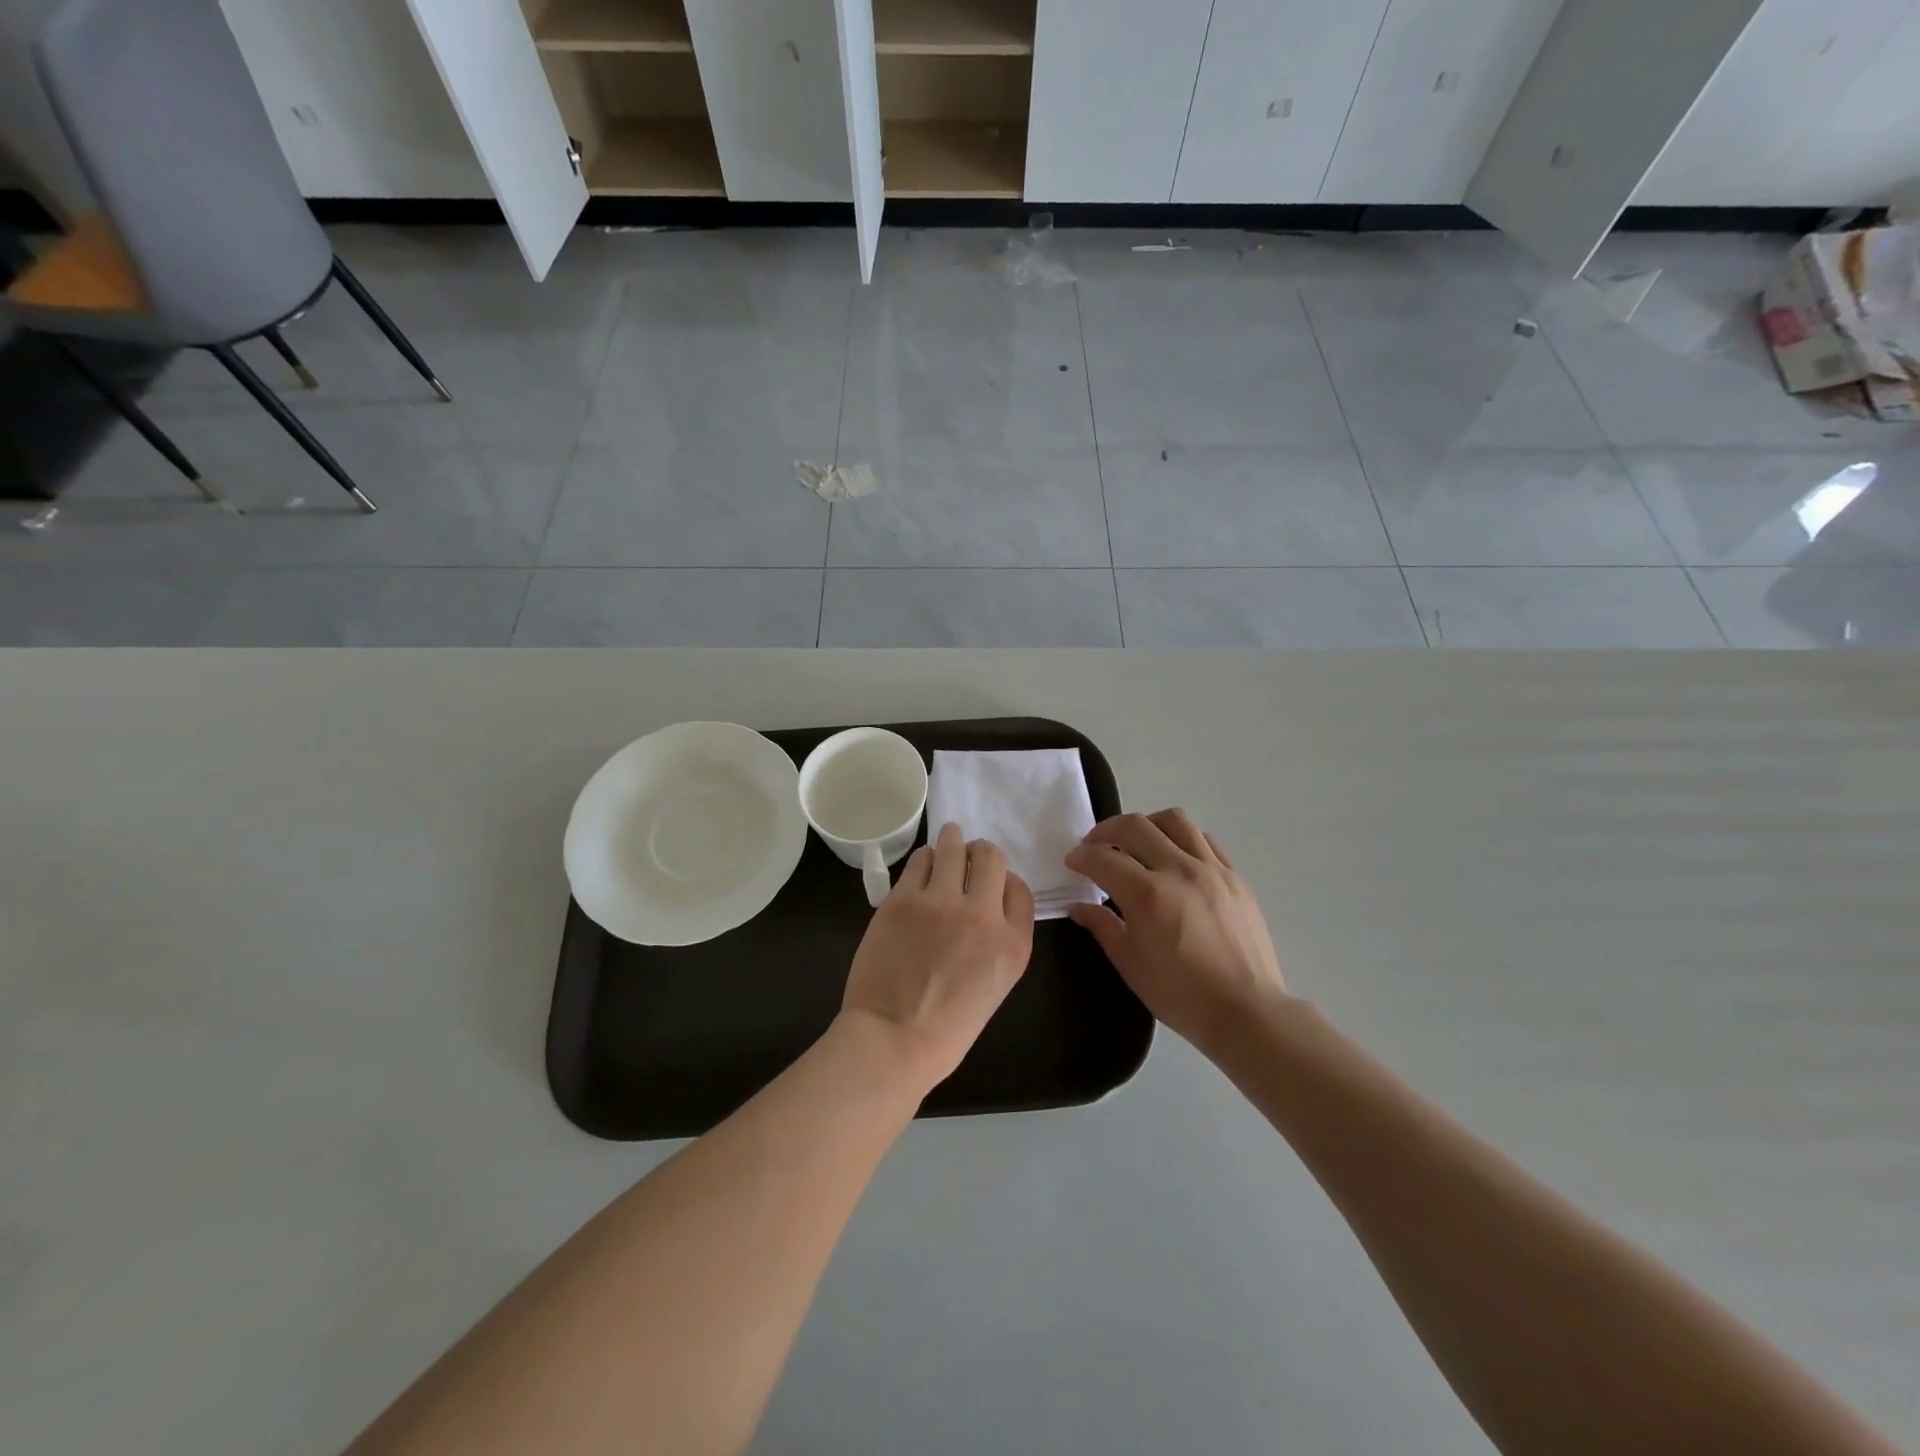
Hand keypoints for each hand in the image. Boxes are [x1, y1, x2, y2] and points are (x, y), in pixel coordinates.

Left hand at [842, 823, 1035, 1092]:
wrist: (894, 1040)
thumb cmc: (947, 1028)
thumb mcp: (996, 985)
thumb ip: (999, 942)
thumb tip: (983, 908)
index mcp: (1013, 944)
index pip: (1020, 889)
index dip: (1006, 880)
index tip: (992, 882)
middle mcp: (983, 915)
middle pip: (992, 858)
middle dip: (982, 852)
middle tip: (970, 853)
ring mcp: (942, 903)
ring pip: (954, 848)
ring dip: (953, 841)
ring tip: (949, 837)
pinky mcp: (904, 899)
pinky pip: (919, 860)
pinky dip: (924, 858)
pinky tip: (922, 863)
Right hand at [1065, 809, 1287, 1058]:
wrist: (1246, 1012)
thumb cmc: (1181, 995)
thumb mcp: (1130, 964)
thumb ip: (1102, 926)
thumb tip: (1079, 907)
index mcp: (1147, 895)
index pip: (1103, 858)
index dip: (1081, 857)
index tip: (1072, 862)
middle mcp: (1179, 870)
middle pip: (1135, 826)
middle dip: (1106, 831)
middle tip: (1095, 847)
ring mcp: (1211, 870)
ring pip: (1174, 820)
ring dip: (1146, 825)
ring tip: (1136, 843)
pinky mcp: (1234, 877)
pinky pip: (1204, 839)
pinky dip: (1181, 838)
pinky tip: (1173, 857)